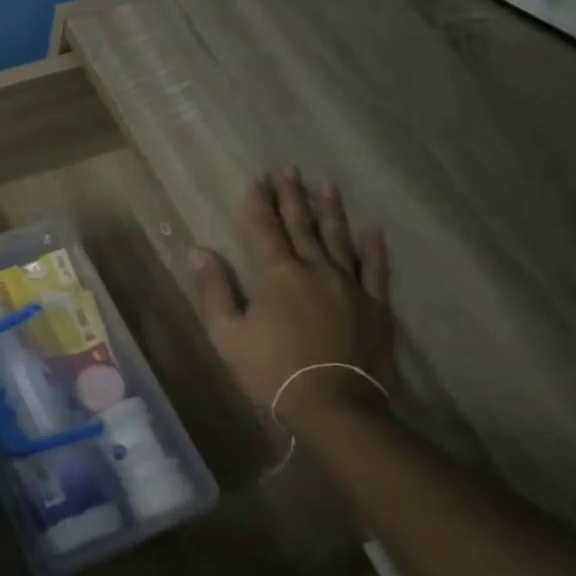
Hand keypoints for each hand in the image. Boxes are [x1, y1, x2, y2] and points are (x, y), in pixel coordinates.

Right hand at [188, 169, 394, 428]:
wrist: (334, 405)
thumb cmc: (271, 371)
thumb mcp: (227, 335)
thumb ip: (214, 290)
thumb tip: (199, 251)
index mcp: (277, 274)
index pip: (263, 228)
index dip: (258, 202)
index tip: (258, 179)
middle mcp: (315, 268)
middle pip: (301, 225)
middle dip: (292, 196)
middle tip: (289, 170)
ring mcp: (350, 285)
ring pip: (338, 237)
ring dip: (330, 210)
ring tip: (325, 185)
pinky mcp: (376, 305)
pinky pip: (375, 268)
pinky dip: (373, 248)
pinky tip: (372, 230)